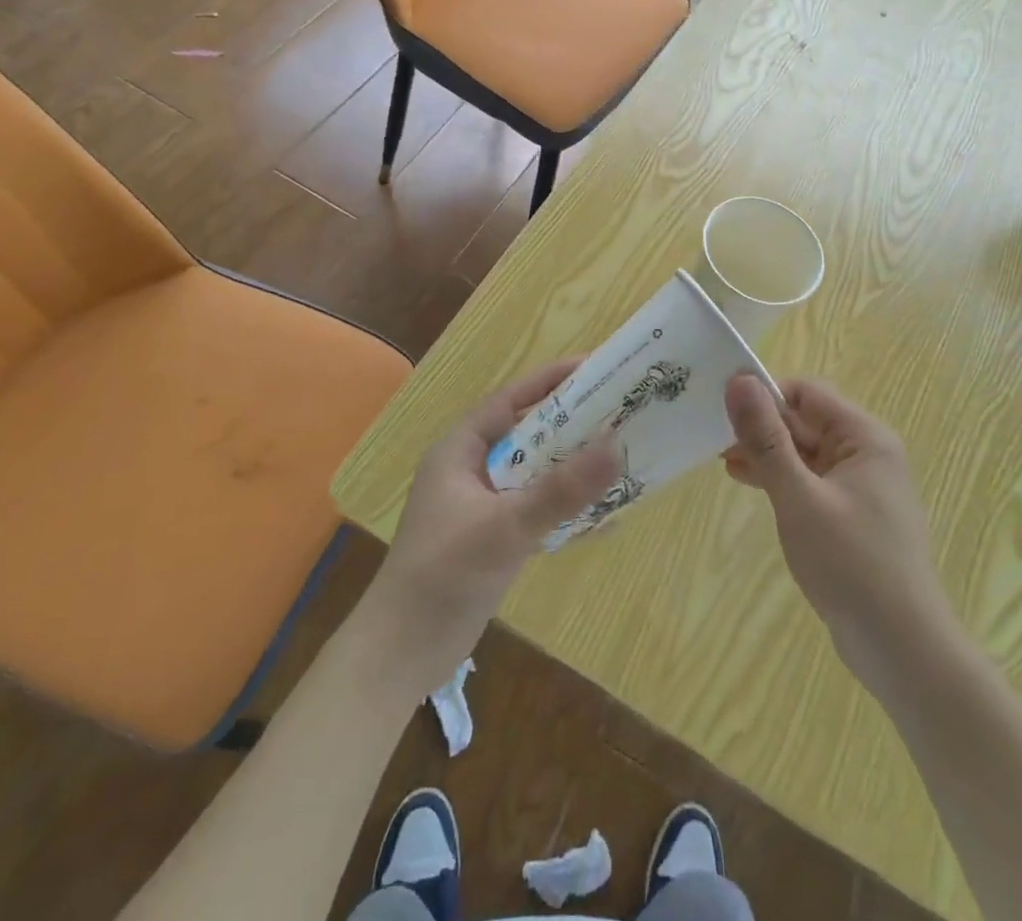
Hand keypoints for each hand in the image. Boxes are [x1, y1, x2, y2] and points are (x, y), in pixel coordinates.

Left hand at [365, 361, 619, 692]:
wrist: (402, 653)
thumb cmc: (444, 575)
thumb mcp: (505, 527)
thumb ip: (561, 490)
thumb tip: (616, 444)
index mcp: (459, 450)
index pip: (510, 400)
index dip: (550, 382)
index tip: (594, 368)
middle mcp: (470, 469)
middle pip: (527, 433)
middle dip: (570, 422)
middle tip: (618, 410)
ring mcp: (481, 504)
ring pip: (534, 470)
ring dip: (570, 464)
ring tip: (619, 452)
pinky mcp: (493, 536)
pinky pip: (536, 505)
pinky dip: (564, 502)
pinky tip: (602, 509)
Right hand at [723, 375, 954, 701]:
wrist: (902, 649)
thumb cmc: (850, 563)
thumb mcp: (799, 496)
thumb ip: (766, 438)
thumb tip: (739, 380)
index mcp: (864, 438)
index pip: (806, 394)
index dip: (764, 396)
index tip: (723, 409)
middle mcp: (867, 454)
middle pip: (805, 422)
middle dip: (761, 428)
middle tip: (713, 438)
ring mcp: (860, 488)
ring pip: (804, 453)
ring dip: (767, 454)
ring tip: (723, 461)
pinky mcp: (851, 517)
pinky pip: (810, 482)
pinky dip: (781, 480)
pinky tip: (749, 483)